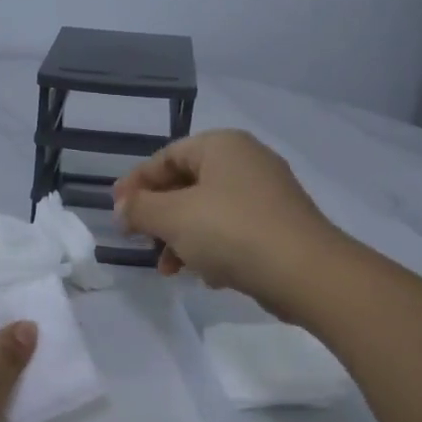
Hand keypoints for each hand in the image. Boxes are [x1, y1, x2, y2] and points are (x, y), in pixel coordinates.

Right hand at [112, 129, 341, 314]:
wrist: (306, 272)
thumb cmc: (232, 232)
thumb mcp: (173, 217)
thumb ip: (139, 209)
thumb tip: (121, 208)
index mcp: (222, 146)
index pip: (166, 156)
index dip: (136, 183)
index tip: (116, 211)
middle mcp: (246, 161)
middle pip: (186, 184)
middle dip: (159, 217)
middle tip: (140, 241)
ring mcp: (267, 195)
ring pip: (208, 211)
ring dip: (181, 239)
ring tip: (169, 269)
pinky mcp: (279, 226)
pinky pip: (232, 231)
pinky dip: (212, 249)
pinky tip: (207, 276)